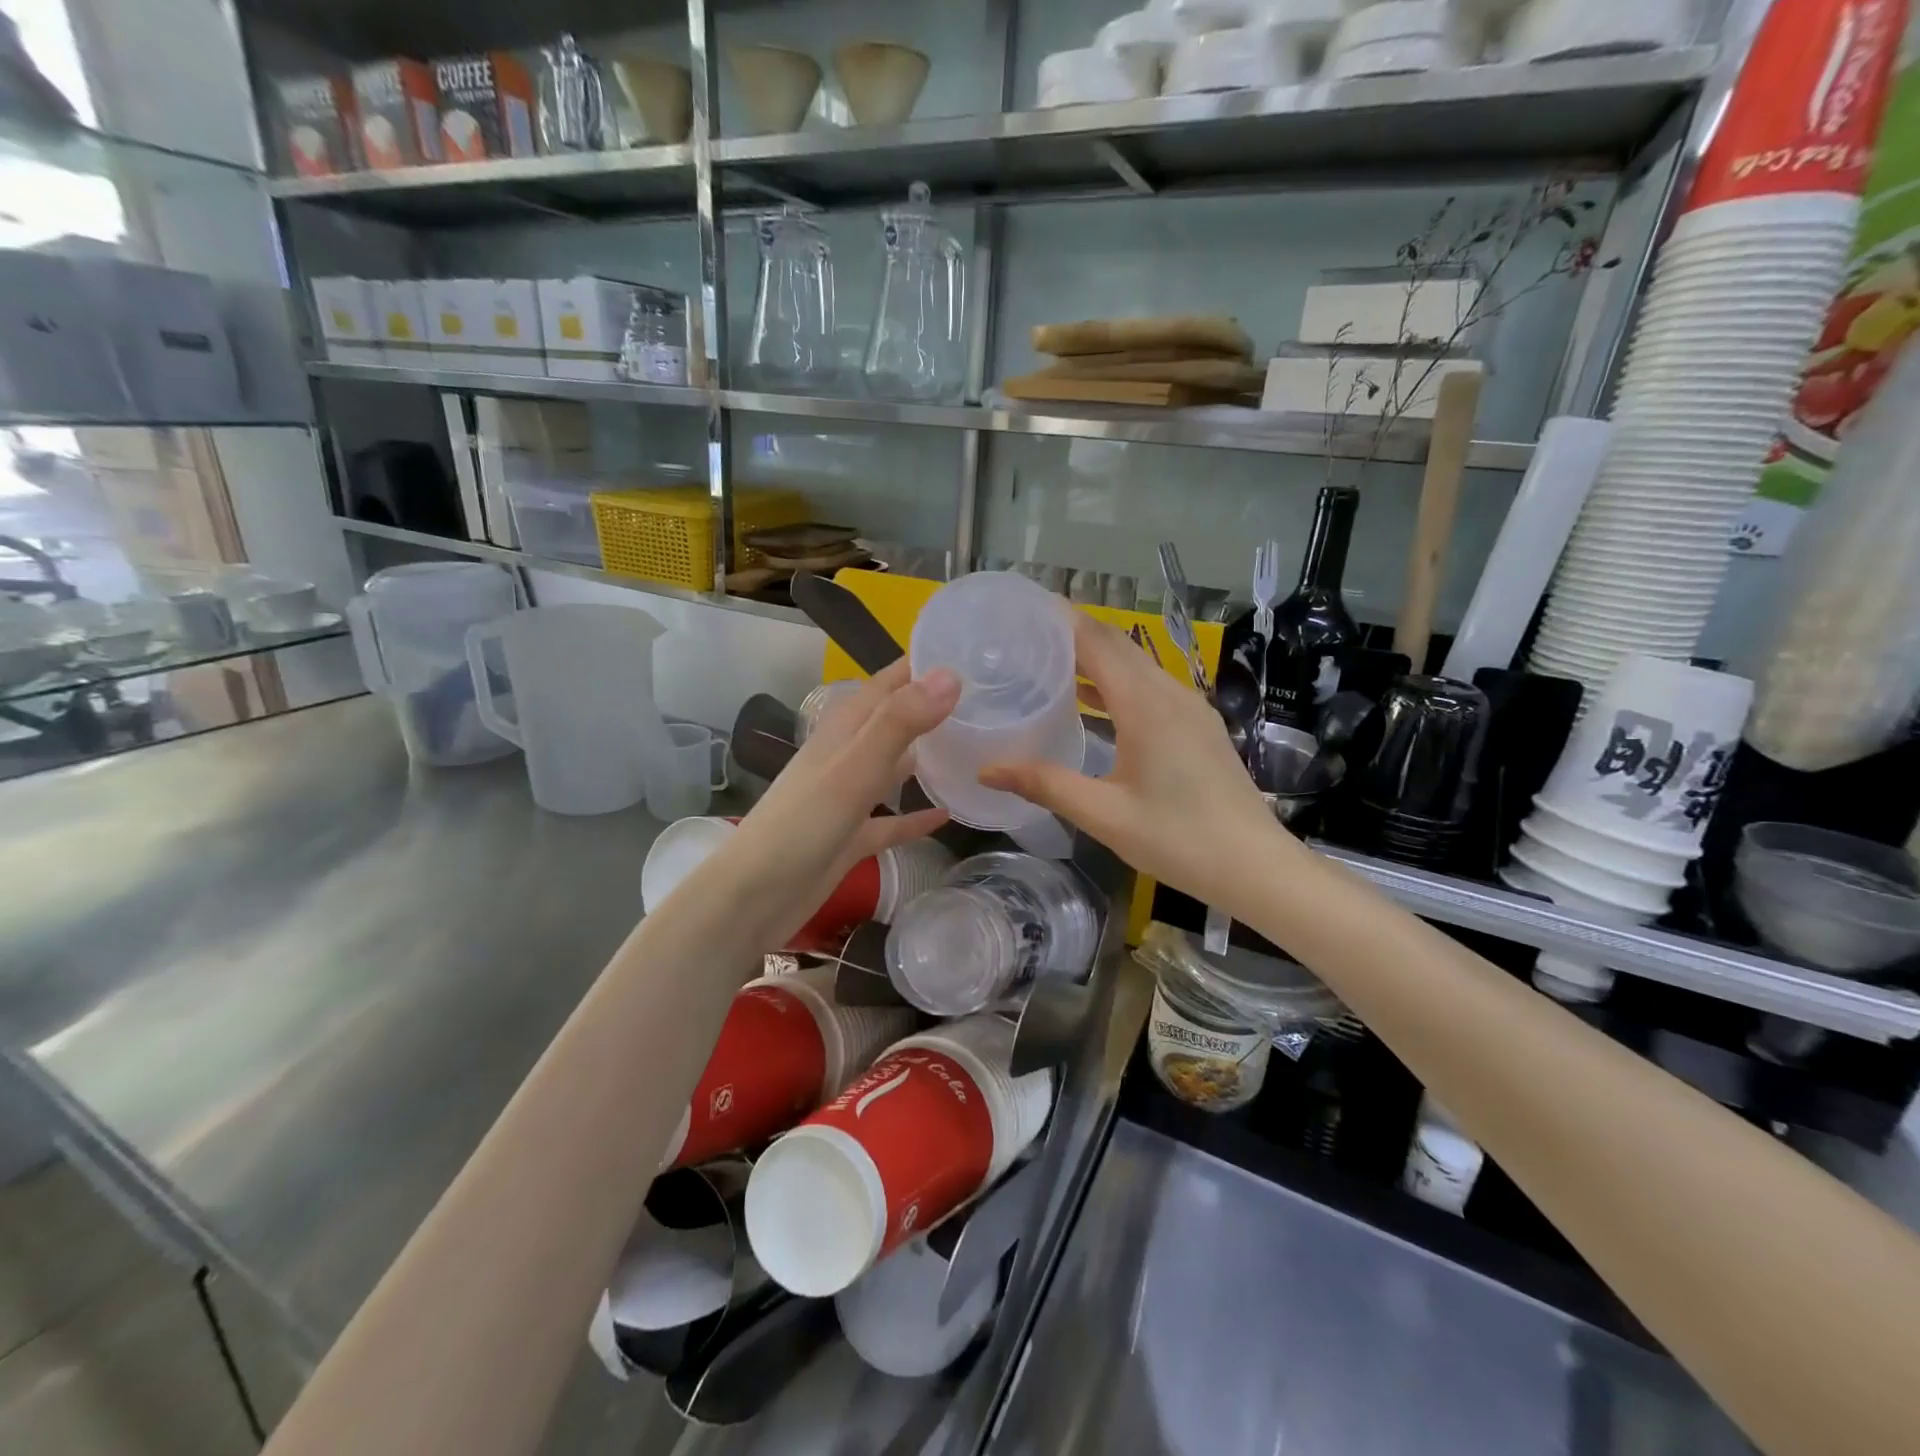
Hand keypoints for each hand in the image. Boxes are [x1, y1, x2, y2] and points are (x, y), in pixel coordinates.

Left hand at [721, 659, 958, 947]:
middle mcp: (847, 755)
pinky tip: (948, 813)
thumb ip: (900, 722)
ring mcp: (849, 797)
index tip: (971, 650)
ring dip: (927, 755)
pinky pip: (892, 819)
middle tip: (986, 698)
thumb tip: (951, 675)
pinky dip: (917, 815)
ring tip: (975, 746)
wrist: (754, 897)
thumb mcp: (854, 769)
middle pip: (895, 720)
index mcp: (844, 729)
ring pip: (895, 766)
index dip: (924, 664)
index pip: (889, 682)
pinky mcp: (852, 836)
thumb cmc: (802, 826)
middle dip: (933, 706)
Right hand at [980, 614, 1292, 912]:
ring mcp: (1190, 708)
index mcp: (1145, 705)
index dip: (1061, 620)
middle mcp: (1169, 693)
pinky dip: (1117, 683)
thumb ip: (1045, 784)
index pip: (1096, 642)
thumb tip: (987, 769)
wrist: (1254, 866)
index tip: (1024, 611)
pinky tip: (1092, 703)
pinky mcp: (1199, 725)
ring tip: (1049, 664)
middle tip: (1027, 636)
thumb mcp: (1103, 815)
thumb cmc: (1177, 839)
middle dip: (1074, 634)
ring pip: (1137, 666)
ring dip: (1096, 659)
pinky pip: (1151, 687)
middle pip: (1118, 646)